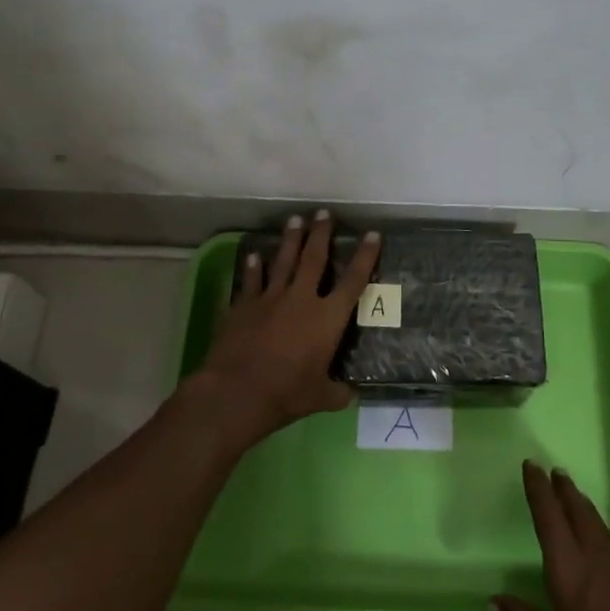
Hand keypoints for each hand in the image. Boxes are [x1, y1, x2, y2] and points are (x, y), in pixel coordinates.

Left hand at [197, 210, 379, 444]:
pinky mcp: (244, 305)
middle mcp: (302, 299)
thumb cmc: (286, 393)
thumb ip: (338, 392)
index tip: (372, 234)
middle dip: (321, 234)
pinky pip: (251, 280)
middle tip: (324, 212)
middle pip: (315, 258)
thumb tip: (351, 394)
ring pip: (284, 261)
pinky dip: (253, 267)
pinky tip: (254, 254)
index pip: (353, 281)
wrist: (237, 391)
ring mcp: (271, 298)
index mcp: (328, 318)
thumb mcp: (321, 398)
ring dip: (290, 239)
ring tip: (295, 220)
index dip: (365, 256)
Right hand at [493, 462, 609, 610]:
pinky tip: (608, 548)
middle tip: (556, 471)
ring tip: (577, 499)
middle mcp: (597, 555)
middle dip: (564, 490)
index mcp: (569, 568)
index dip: (538, 489)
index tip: (532, 465)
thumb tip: (493, 600)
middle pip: (578, 511)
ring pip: (600, 525)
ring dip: (585, 508)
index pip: (549, 517)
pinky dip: (606, 535)